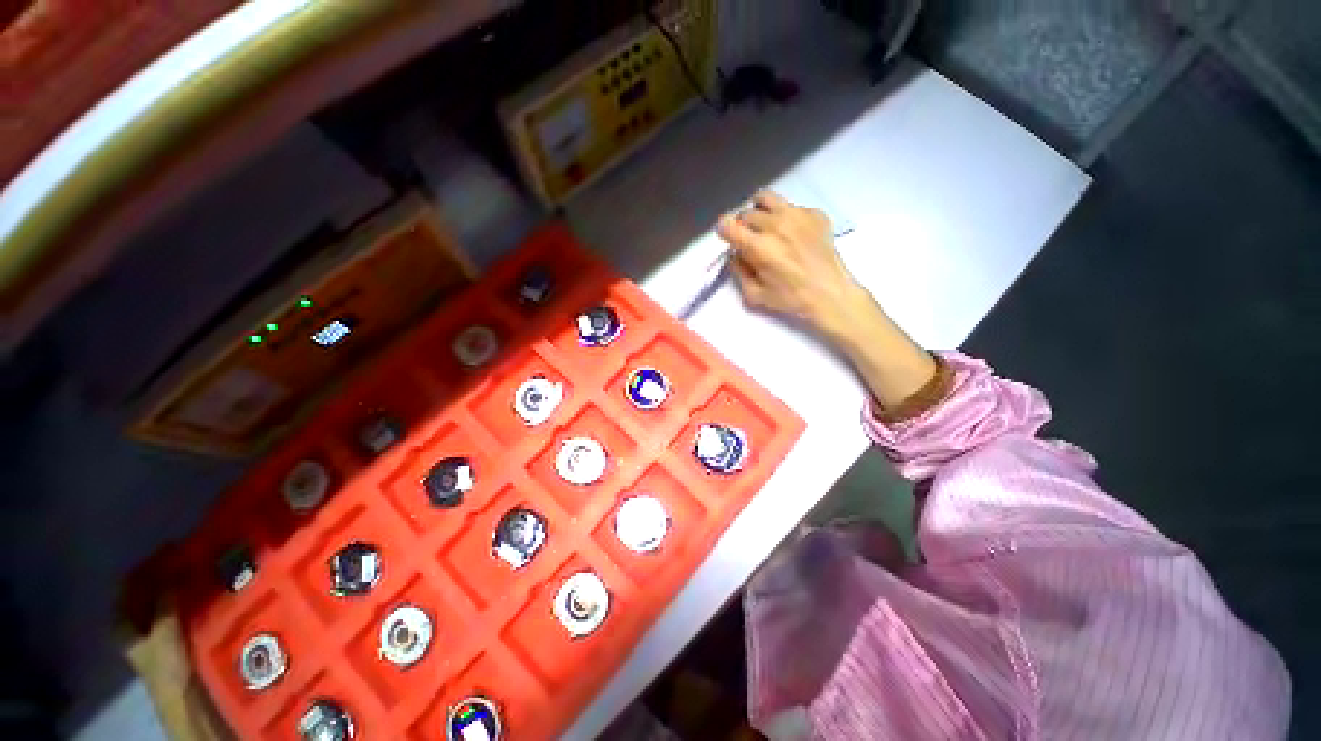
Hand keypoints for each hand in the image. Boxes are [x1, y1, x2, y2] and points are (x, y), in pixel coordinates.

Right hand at [716, 191, 860, 334]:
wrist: (830, 294)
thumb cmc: (790, 298)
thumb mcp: (754, 294)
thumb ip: (738, 271)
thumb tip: (735, 254)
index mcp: (758, 247)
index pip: (727, 225)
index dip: (724, 231)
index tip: (728, 238)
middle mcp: (775, 225)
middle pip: (746, 213)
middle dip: (743, 227)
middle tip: (751, 241)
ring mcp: (797, 215)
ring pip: (766, 198)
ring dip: (760, 211)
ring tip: (766, 225)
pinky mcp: (814, 214)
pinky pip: (791, 206)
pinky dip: (785, 217)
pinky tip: (793, 234)